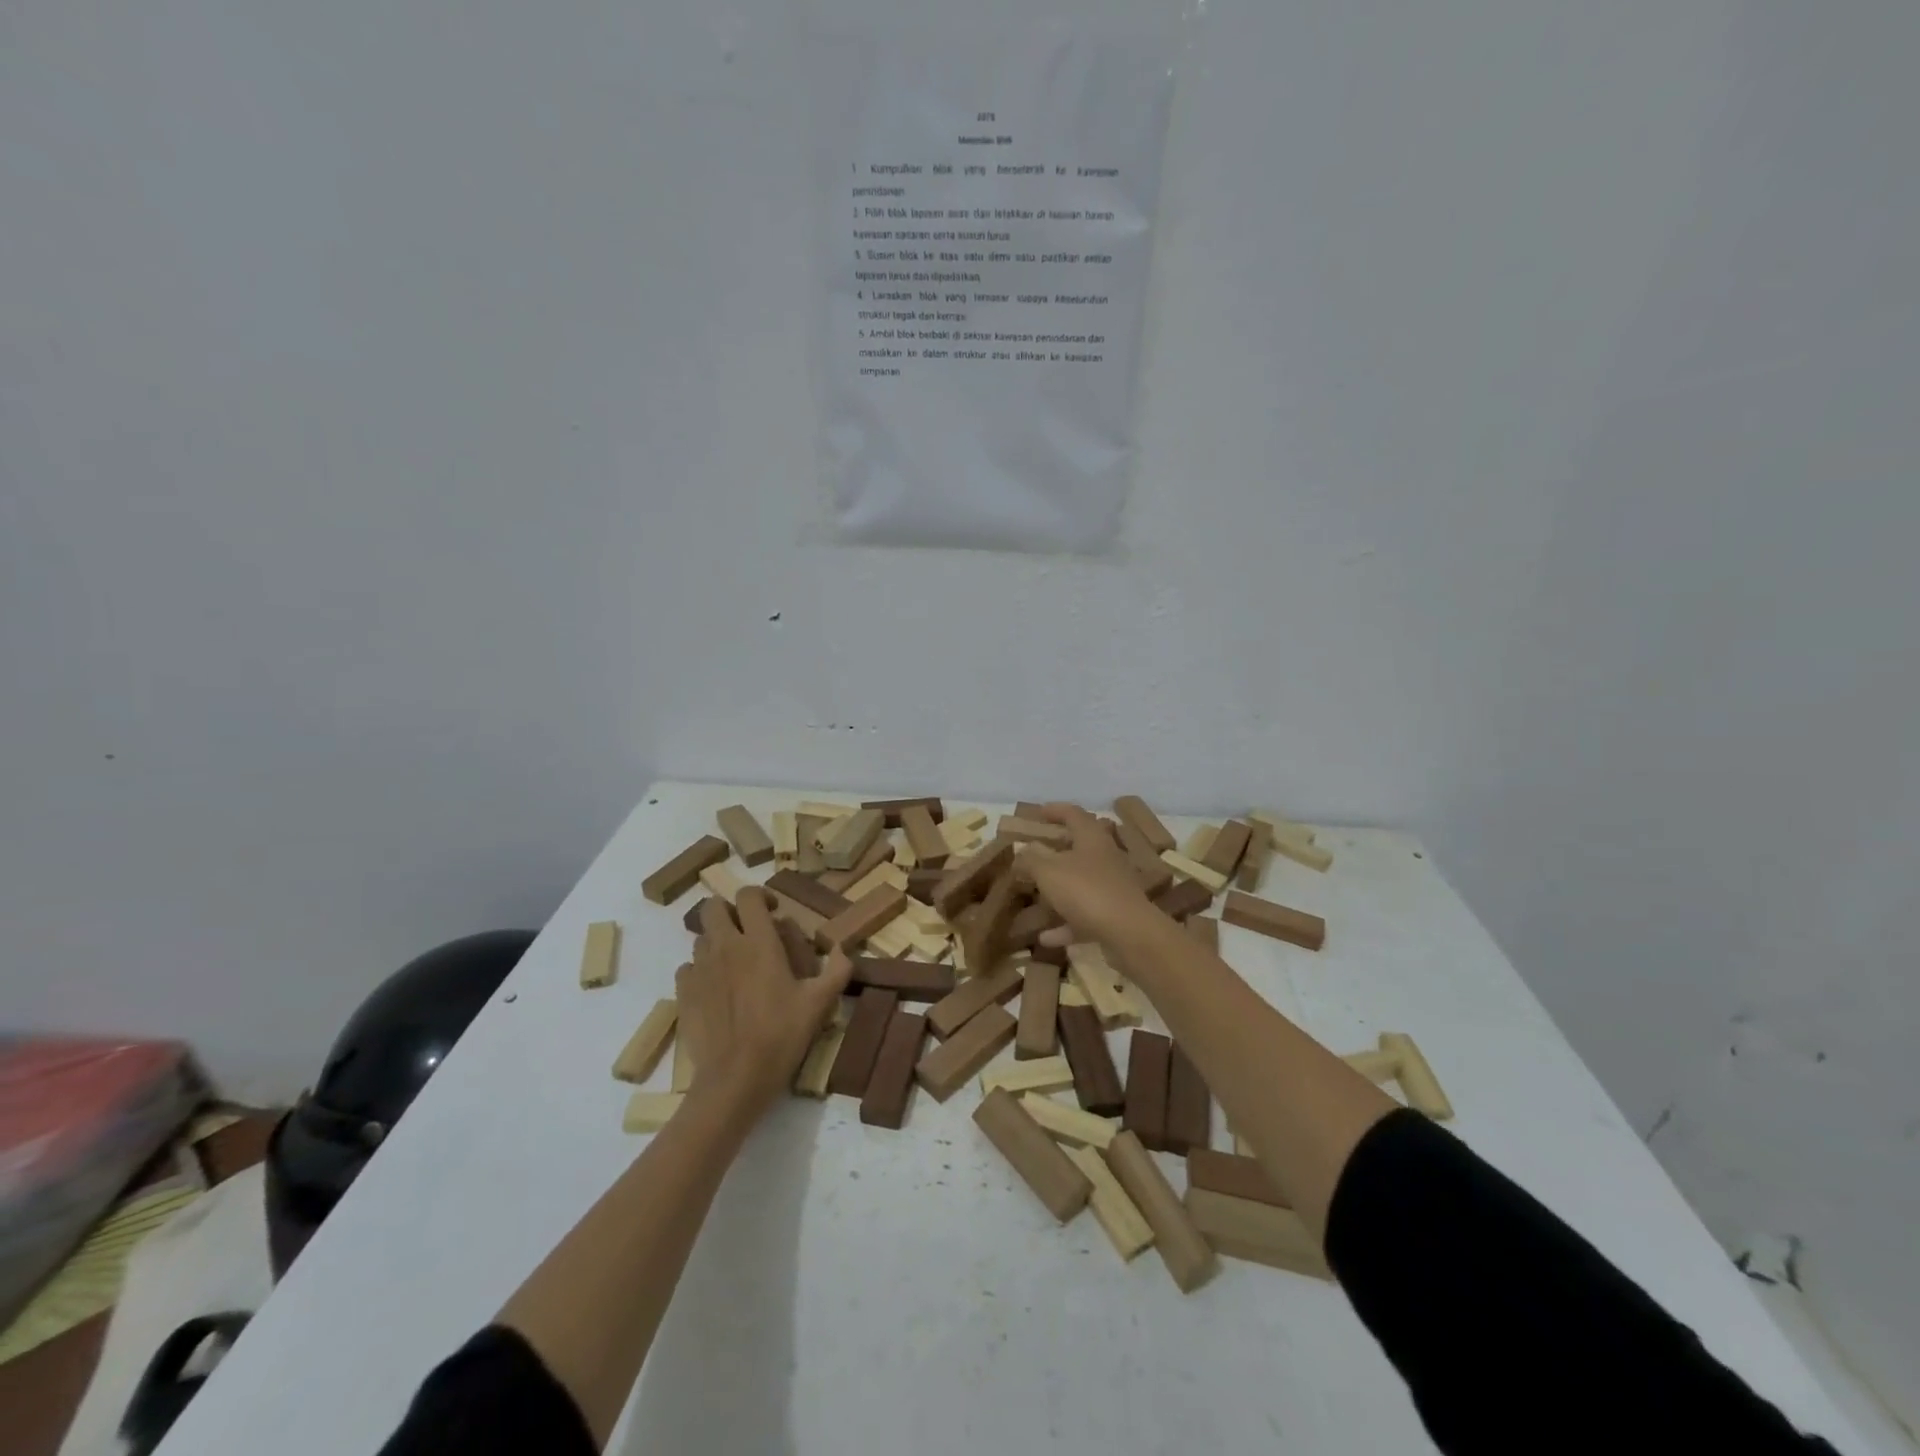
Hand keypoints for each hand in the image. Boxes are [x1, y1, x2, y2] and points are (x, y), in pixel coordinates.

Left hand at [681, 891, 851, 1120]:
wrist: (735, 1079)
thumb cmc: (781, 1035)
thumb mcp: (820, 1003)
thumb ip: (837, 970)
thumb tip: (842, 949)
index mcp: (759, 942)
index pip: (749, 896)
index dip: (760, 897)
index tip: (773, 912)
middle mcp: (725, 947)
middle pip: (713, 907)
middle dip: (730, 911)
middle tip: (747, 931)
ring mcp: (700, 969)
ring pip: (701, 937)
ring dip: (717, 941)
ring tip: (735, 963)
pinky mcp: (683, 993)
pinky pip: (688, 967)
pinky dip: (701, 970)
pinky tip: (716, 989)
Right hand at [1025, 803, 1155, 948]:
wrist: (1129, 933)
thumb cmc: (1086, 891)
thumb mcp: (1048, 871)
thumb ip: (1031, 859)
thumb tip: (1022, 851)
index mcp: (1092, 838)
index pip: (1073, 814)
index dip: (1055, 810)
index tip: (1038, 812)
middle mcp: (1105, 857)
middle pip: (1080, 846)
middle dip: (1057, 848)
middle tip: (1036, 851)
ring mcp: (1112, 887)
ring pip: (1082, 882)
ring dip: (1060, 888)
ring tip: (1037, 894)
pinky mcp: (1115, 914)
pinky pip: (1084, 915)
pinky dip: (1066, 923)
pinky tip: (1046, 937)